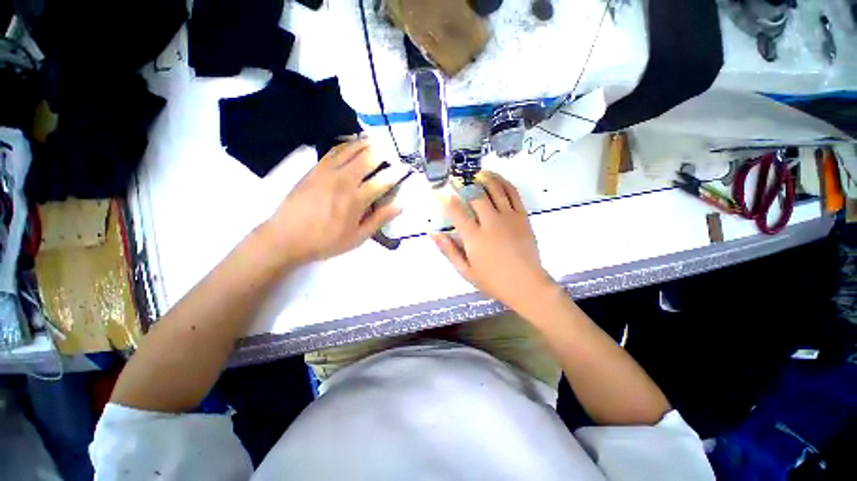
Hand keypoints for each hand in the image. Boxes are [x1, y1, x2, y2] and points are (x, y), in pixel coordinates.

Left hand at [264, 140, 404, 264]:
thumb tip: (399, 206)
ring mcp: (327, 172)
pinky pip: (333, 151)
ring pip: (350, 150)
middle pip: (367, 159)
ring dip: (365, 144)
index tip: (405, 168)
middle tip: (390, 152)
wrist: (286, 237)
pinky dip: (346, 144)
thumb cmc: (326, 241)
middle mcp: (344, 181)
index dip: (396, 174)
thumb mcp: (357, 237)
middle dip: (382, 154)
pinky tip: (351, 143)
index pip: (382, 181)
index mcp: (356, 200)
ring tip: (375, 141)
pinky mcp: (314, 169)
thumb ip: (379, 219)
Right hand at [432, 171, 556, 312]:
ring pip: (495, 189)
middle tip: (456, 180)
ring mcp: (509, 217)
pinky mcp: (523, 217)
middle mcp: (491, 223)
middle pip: (476, 194)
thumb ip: (448, 250)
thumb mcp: (465, 270)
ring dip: (484, 177)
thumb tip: (433, 233)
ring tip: (476, 174)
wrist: (526, 285)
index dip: (444, 198)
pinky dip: (503, 182)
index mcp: (475, 238)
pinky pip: (513, 193)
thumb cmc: (493, 281)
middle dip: (463, 184)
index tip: (438, 192)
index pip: (456, 211)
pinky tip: (496, 179)